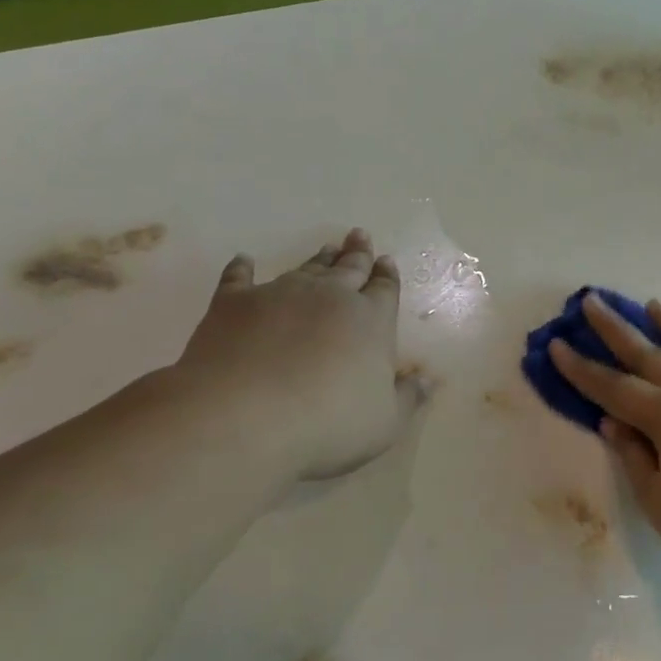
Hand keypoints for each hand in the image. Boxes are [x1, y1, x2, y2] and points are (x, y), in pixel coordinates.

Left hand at [173, 229, 425, 480]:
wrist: (243, 418)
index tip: (387, 261)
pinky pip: (239, 278)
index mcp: (371, 320)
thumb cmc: (329, 424)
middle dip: (358, 253)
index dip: (387, 276)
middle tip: (360, 236)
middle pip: (349, 269)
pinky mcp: (232, 304)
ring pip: (305, 269)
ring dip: (318, 259)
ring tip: (327, 248)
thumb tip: (428, 379)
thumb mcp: (386, 421)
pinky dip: (242, 268)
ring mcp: (279, 295)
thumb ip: (408, 397)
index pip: (385, 289)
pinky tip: (244, 260)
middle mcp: (330, 297)